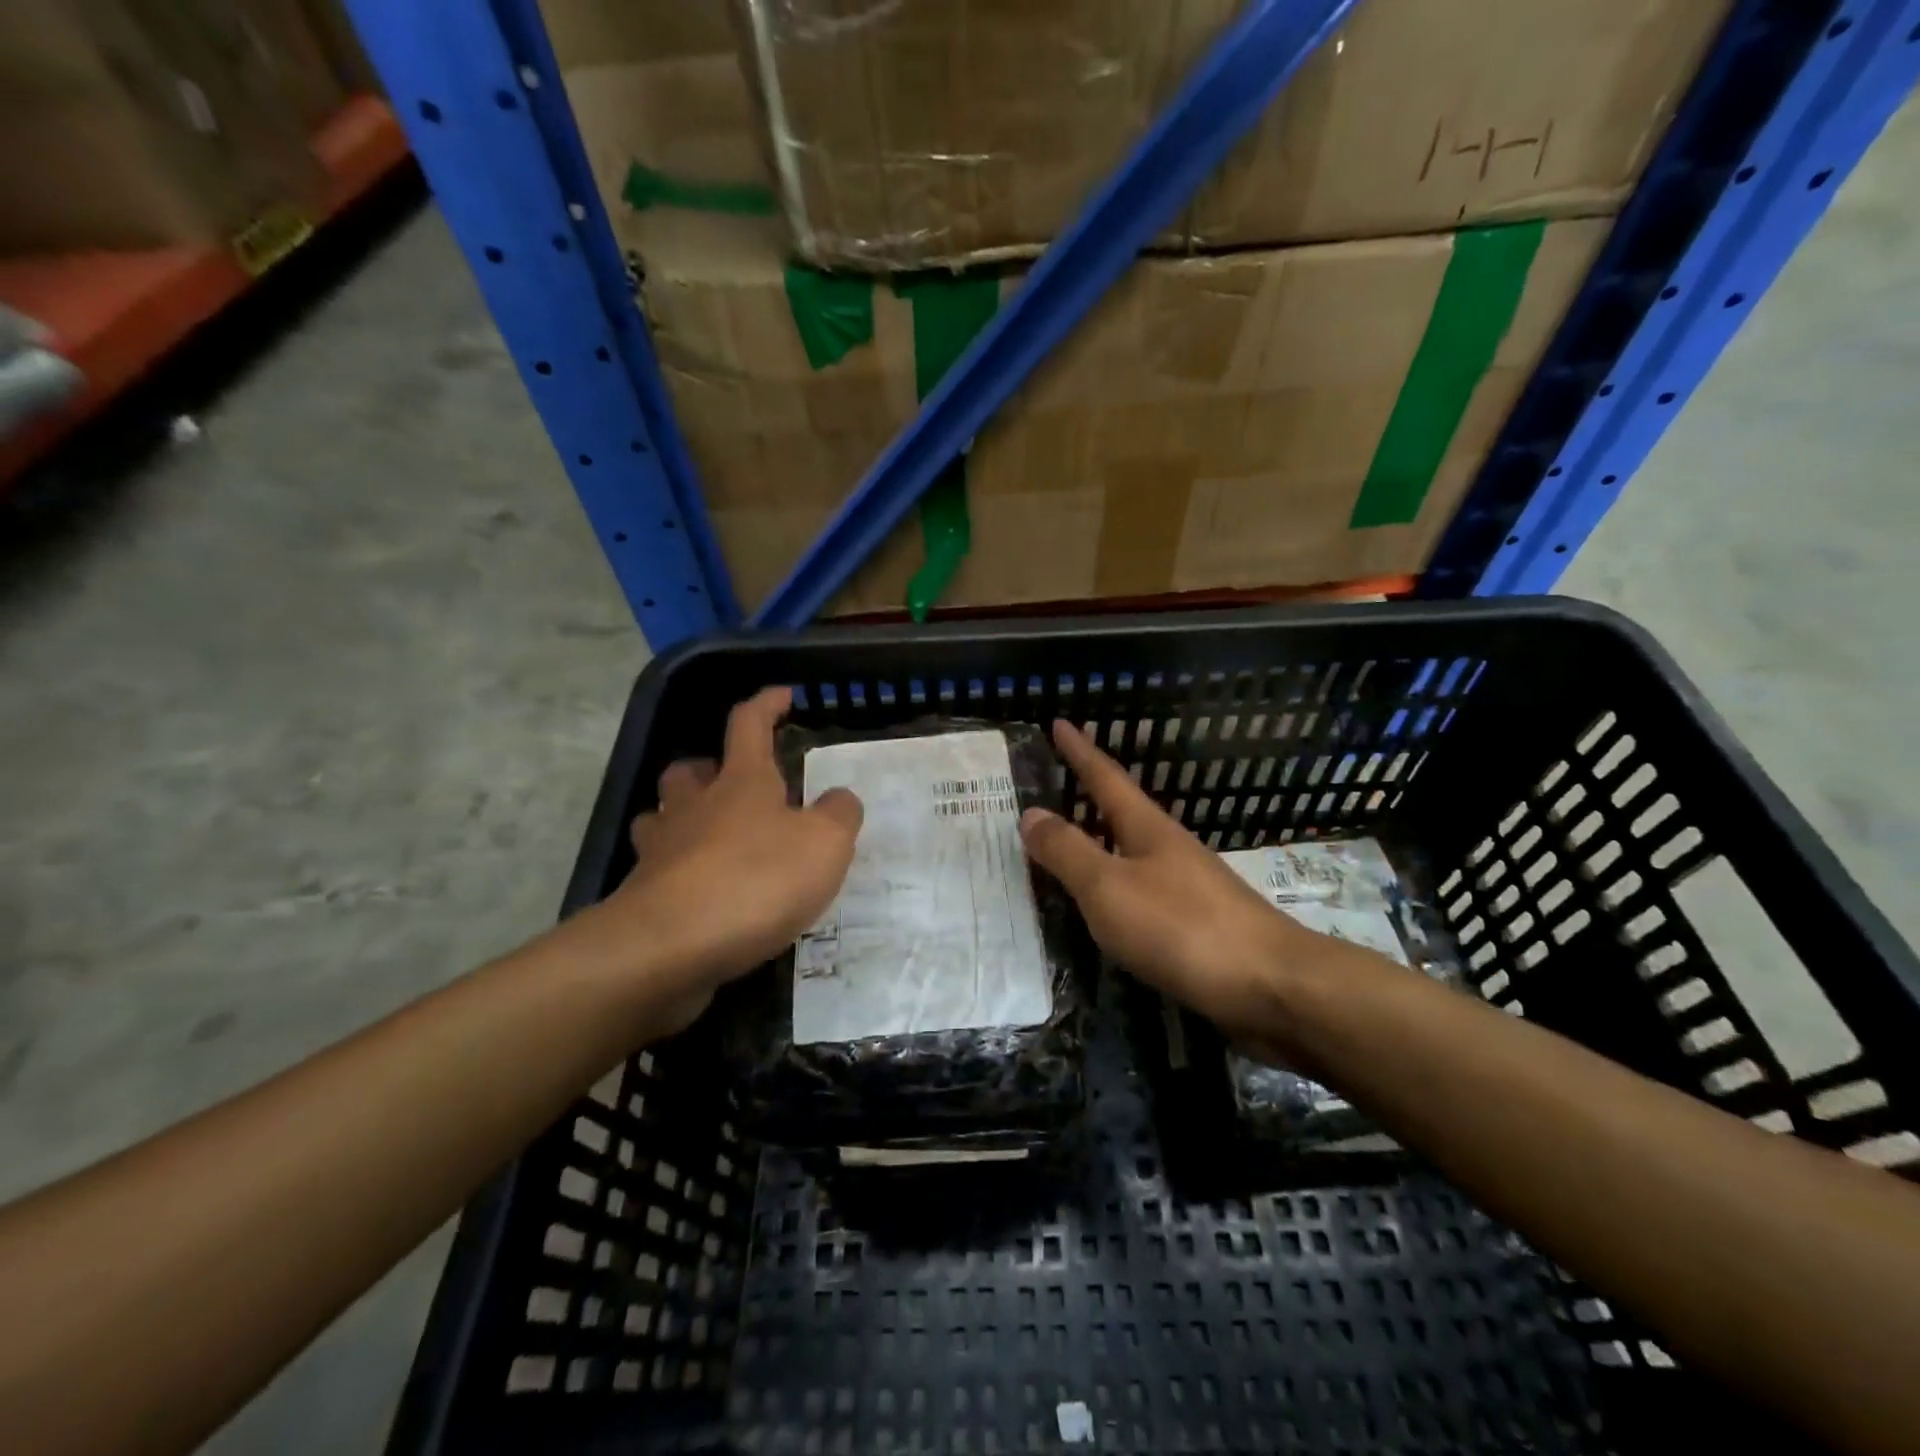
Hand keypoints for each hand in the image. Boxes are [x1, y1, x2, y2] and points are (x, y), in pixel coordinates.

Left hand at [581, 687, 862, 1031]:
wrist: (670, 948)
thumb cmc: (756, 880)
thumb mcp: (825, 844)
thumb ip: (839, 815)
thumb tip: (839, 799)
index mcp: (741, 782)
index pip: (749, 724)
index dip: (766, 704)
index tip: (783, 696)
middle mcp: (695, 807)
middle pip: (689, 771)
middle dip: (708, 767)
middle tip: (733, 783)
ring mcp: (661, 852)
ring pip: (661, 817)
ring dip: (682, 817)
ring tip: (710, 836)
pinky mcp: (644, 898)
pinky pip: (659, 872)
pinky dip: (678, 873)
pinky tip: (703, 894)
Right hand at [1019, 720, 1308, 1038]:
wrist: (1272, 985)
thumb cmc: (1182, 927)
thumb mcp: (1109, 887)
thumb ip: (1068, 852)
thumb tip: (1030, 813)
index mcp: (1146, 828)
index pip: (1105, 778)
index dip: (1079, 751)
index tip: (1059, 722)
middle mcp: (1168, 848)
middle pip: (1121, 810)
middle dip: (1089, 792)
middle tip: (1057, 779)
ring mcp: (1187, 885)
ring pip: (1131, 850)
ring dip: (1100, 838)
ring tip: (1071, 838)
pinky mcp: (1197, 923)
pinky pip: (1141, 888)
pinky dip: (1114, 883)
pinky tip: (1107, 903)